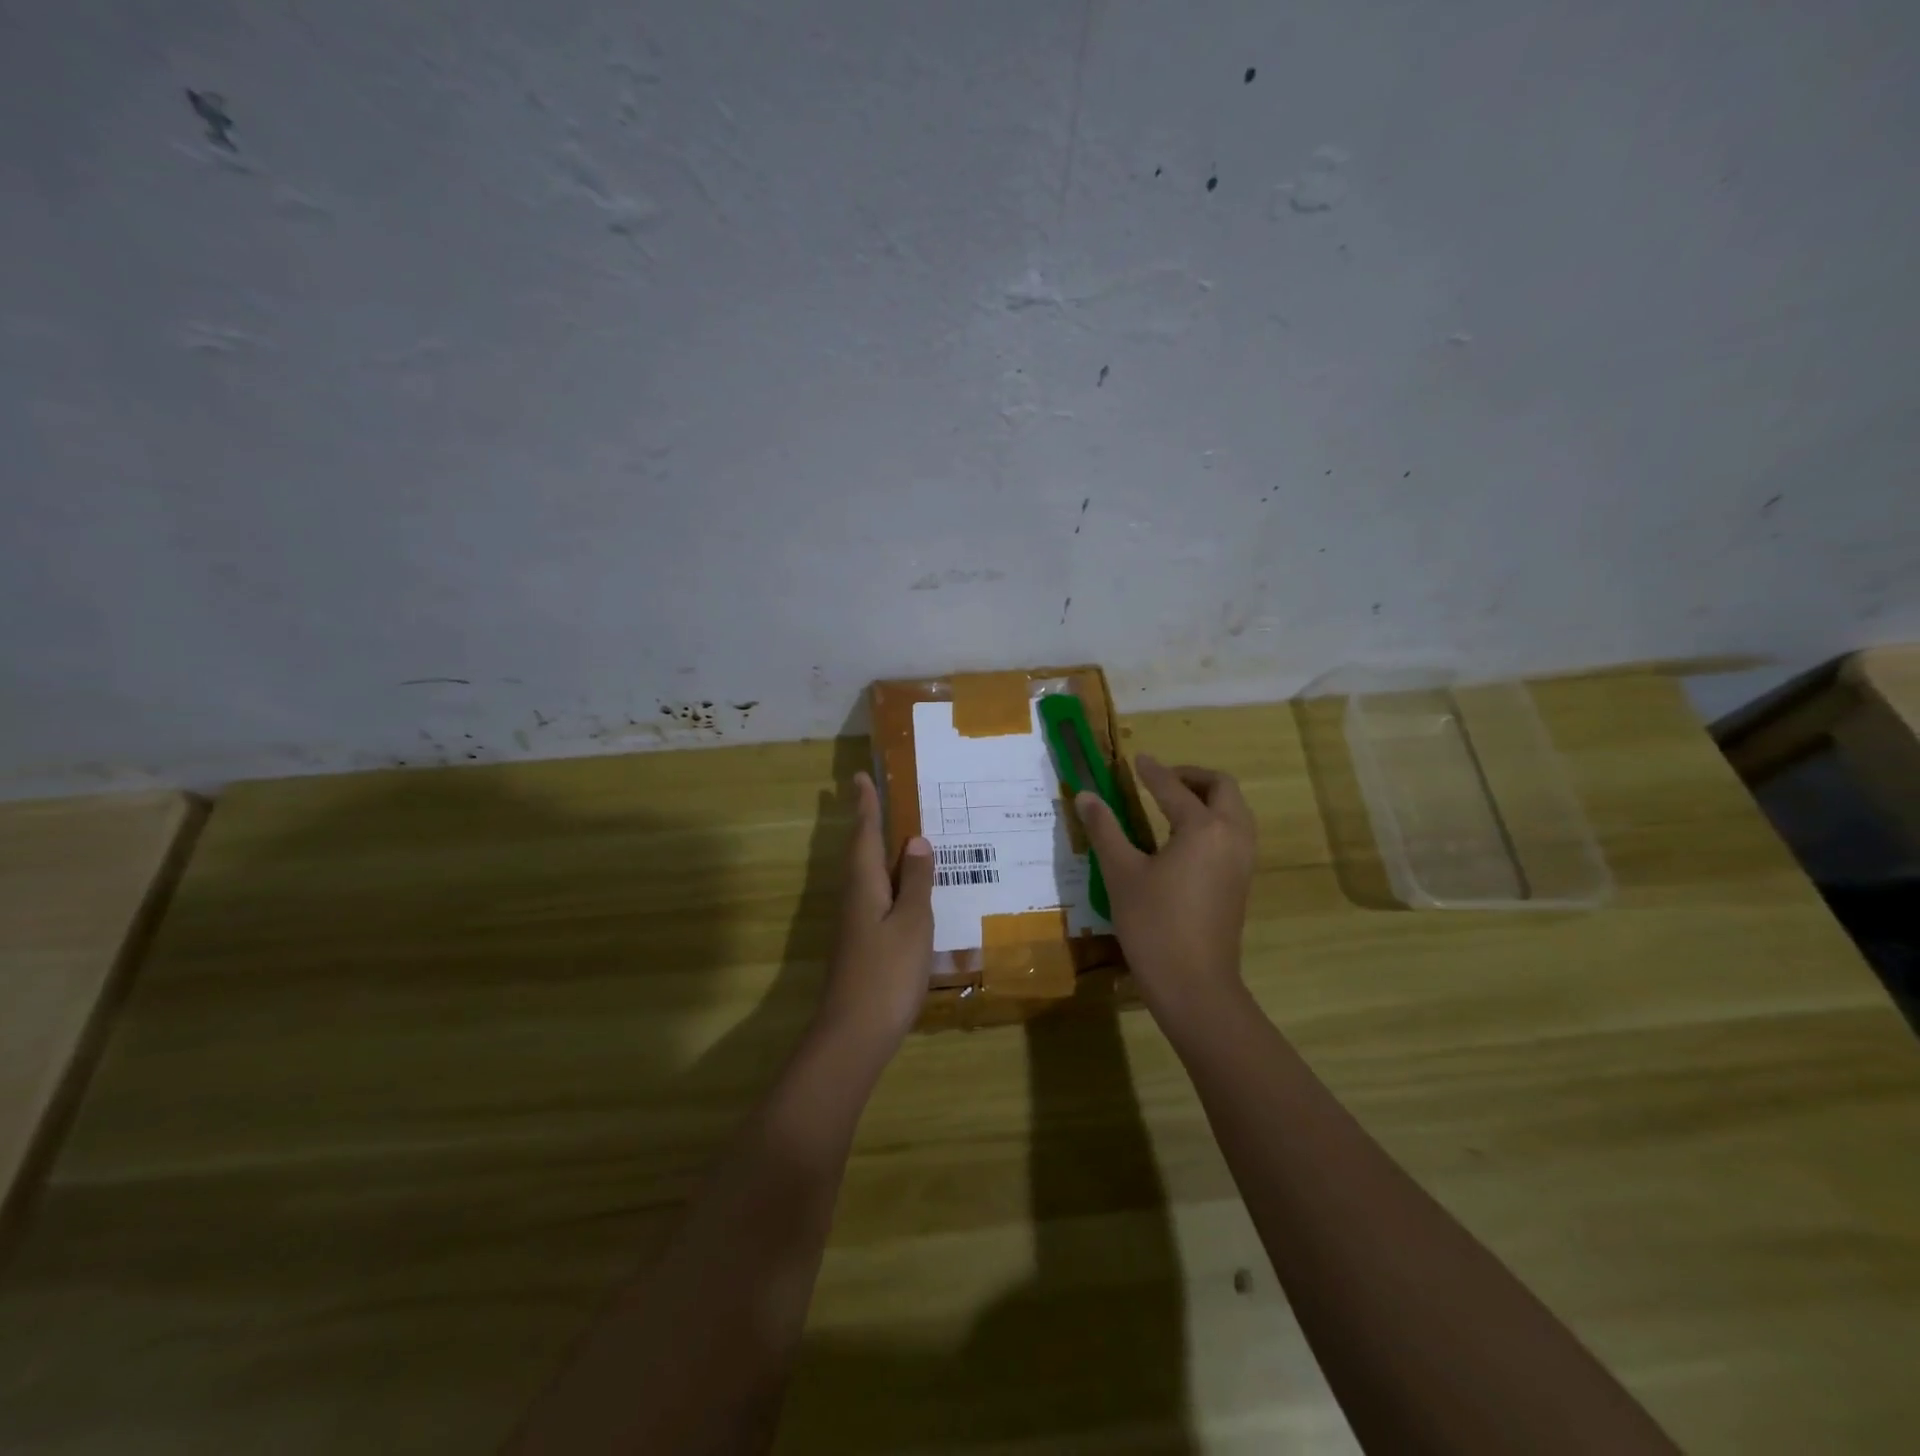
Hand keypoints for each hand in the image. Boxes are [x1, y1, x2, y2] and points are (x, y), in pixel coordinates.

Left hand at [817, 771, 934, 1057]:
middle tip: (875, 796)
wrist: (855, 1032)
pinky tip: (902, 890)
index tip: (859, 777)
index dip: (866, 806)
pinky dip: (887, 880)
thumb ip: (916, 882)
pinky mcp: (861, 943)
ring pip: (866, 874)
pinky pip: (874, 896)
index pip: (865, 834)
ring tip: (896, 836)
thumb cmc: (887, 972)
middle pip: (859, 851)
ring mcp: (855, 923)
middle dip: (866, 822)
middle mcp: (854, 897)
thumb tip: (916, 841)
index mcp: (864, 885)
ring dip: (876, 850)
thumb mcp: (912, 923)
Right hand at [1076, 755, 1256, 1035]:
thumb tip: (1085, 795)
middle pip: (1223, 788)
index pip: (1174, 788)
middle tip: (1161, 780)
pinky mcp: (1241, 882)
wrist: (1194, 985)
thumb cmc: (1154, 925)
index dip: (1152, 772)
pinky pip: (1235, 834)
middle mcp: (1231, 836)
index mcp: (1203, 828)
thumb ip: (1104, 829)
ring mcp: (1242, 861)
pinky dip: (1215, 820)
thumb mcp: (1121, 873)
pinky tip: (1184, 838)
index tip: (1137, 760)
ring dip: (1208, 797)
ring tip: (1172, 805)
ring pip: (1235, 811)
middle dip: (1193, 776)